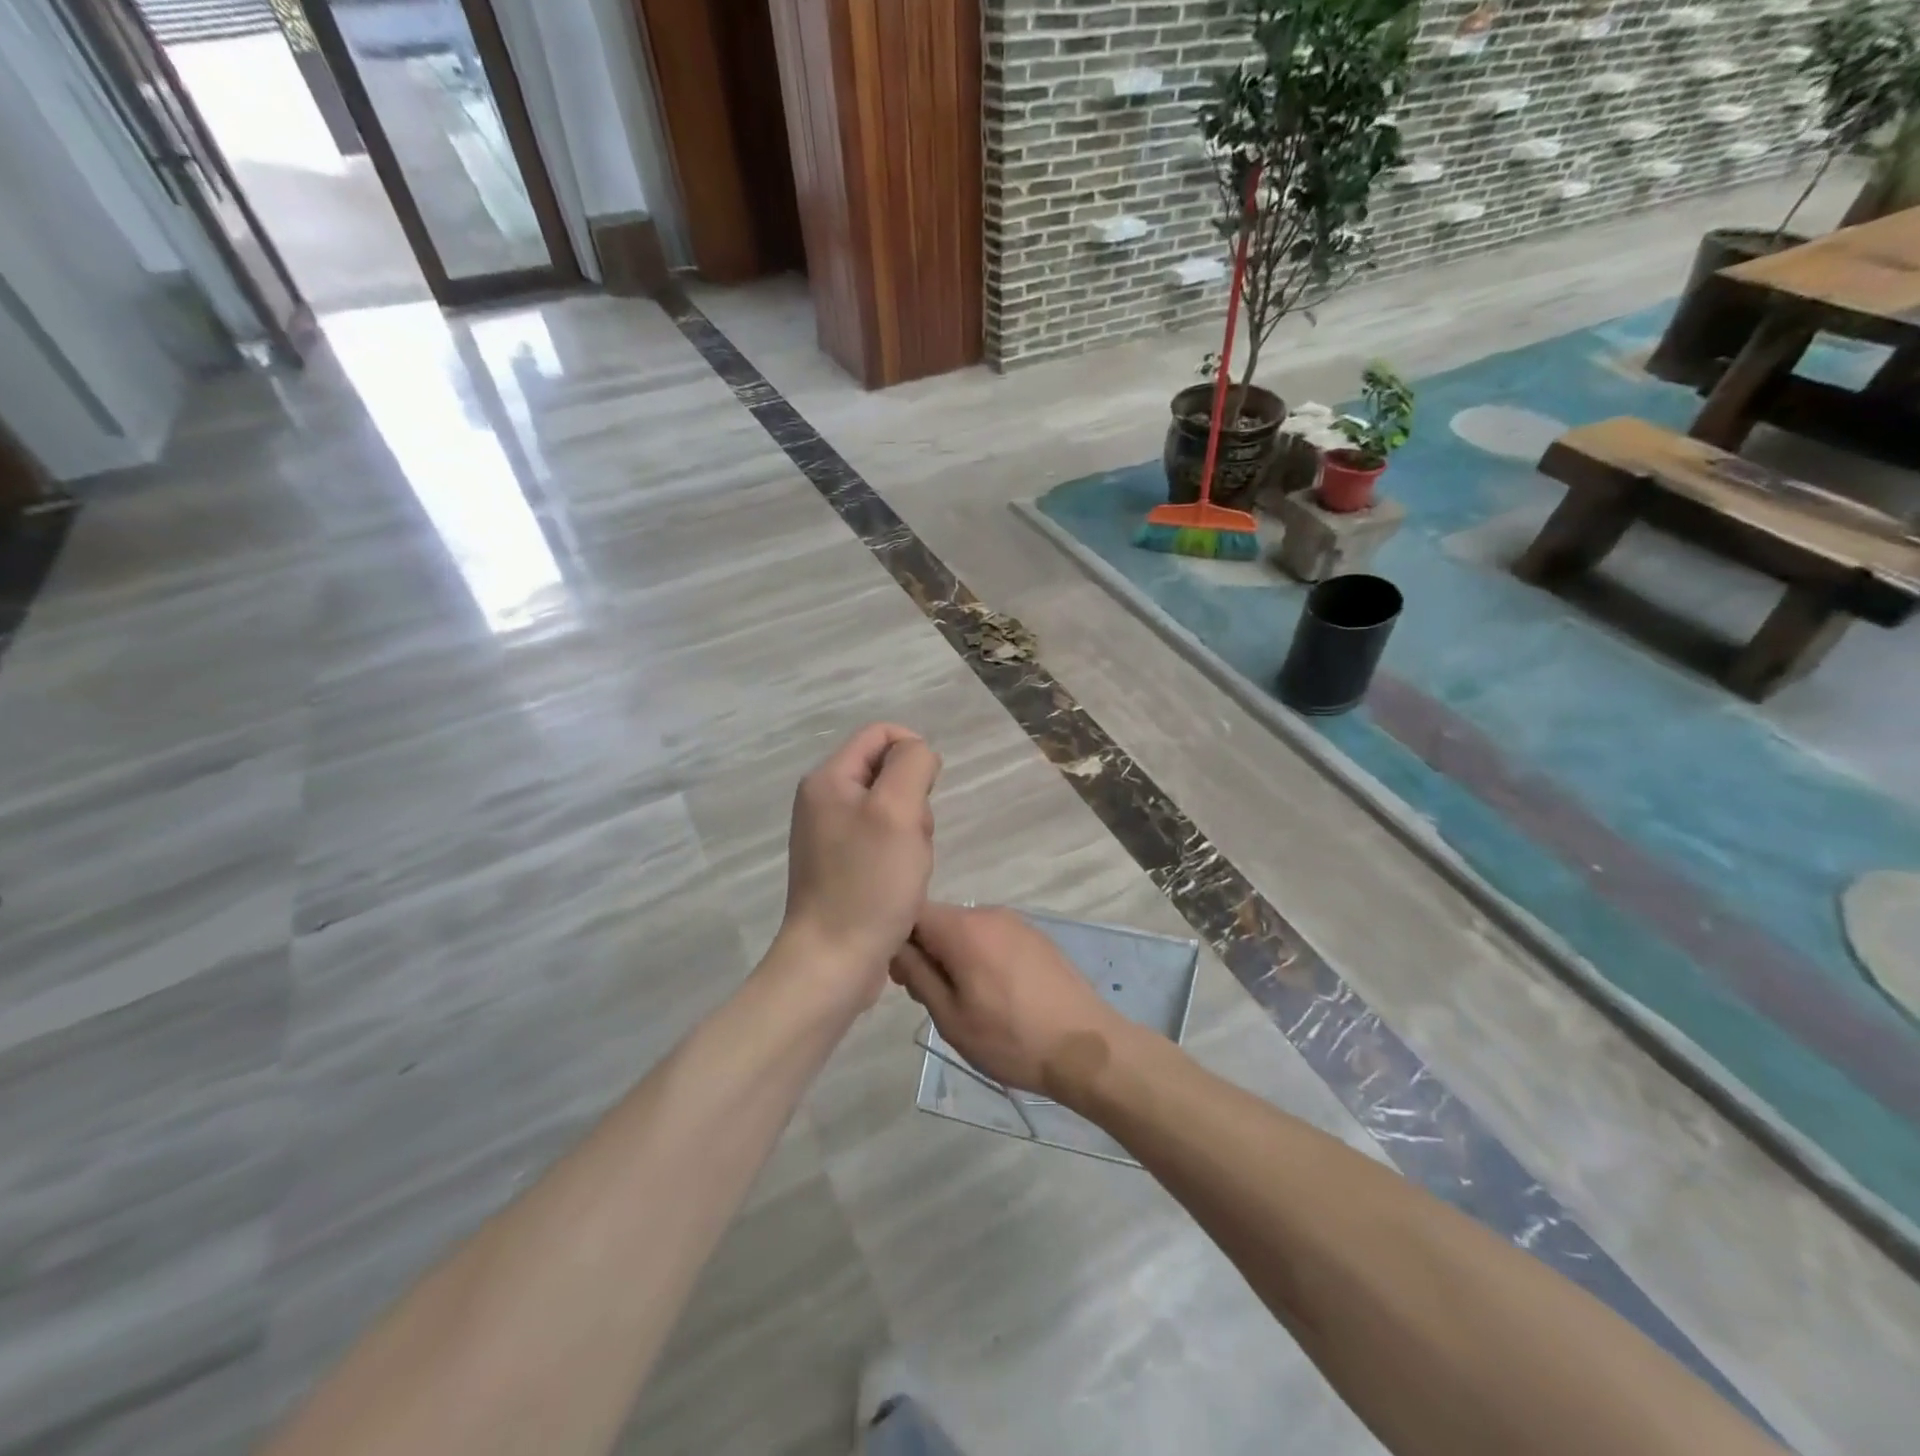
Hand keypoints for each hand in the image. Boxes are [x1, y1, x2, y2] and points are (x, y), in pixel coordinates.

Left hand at [780, 724, 941, 1005]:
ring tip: (908, 868)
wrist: (834, 962)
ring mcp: (831, 836)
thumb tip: (918, 753)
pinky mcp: (842, 866)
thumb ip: (912, 765)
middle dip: (915, 802)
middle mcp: (824, 801)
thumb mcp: (898, 810)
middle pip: (889, 773)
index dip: (915, 754)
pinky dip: (901, 857)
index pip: (881, 734)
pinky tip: (901, 886)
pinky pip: (884, 842)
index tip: (927, 795)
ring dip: (912, 834)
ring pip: (892, 811)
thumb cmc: (868, 883)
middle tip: (912, 840)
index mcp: (828, 779)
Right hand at [890, 903, 1127, 1096]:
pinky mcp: (1036, 936)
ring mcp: (1017, 922)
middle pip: (940, 920)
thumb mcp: (951, 1017)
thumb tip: (895, 947)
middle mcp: (989, 912)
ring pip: (966, 930)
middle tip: (931, 998)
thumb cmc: (1011, 1038)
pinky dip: (981, 956)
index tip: (902, 977)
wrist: (1086, 1048)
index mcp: (964, 928)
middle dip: (927, 951)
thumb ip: (917, 975)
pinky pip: (993, 937)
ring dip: (955, 956)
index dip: (898, 940)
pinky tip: (995, 993)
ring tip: (966, 1001)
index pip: (912, 912)